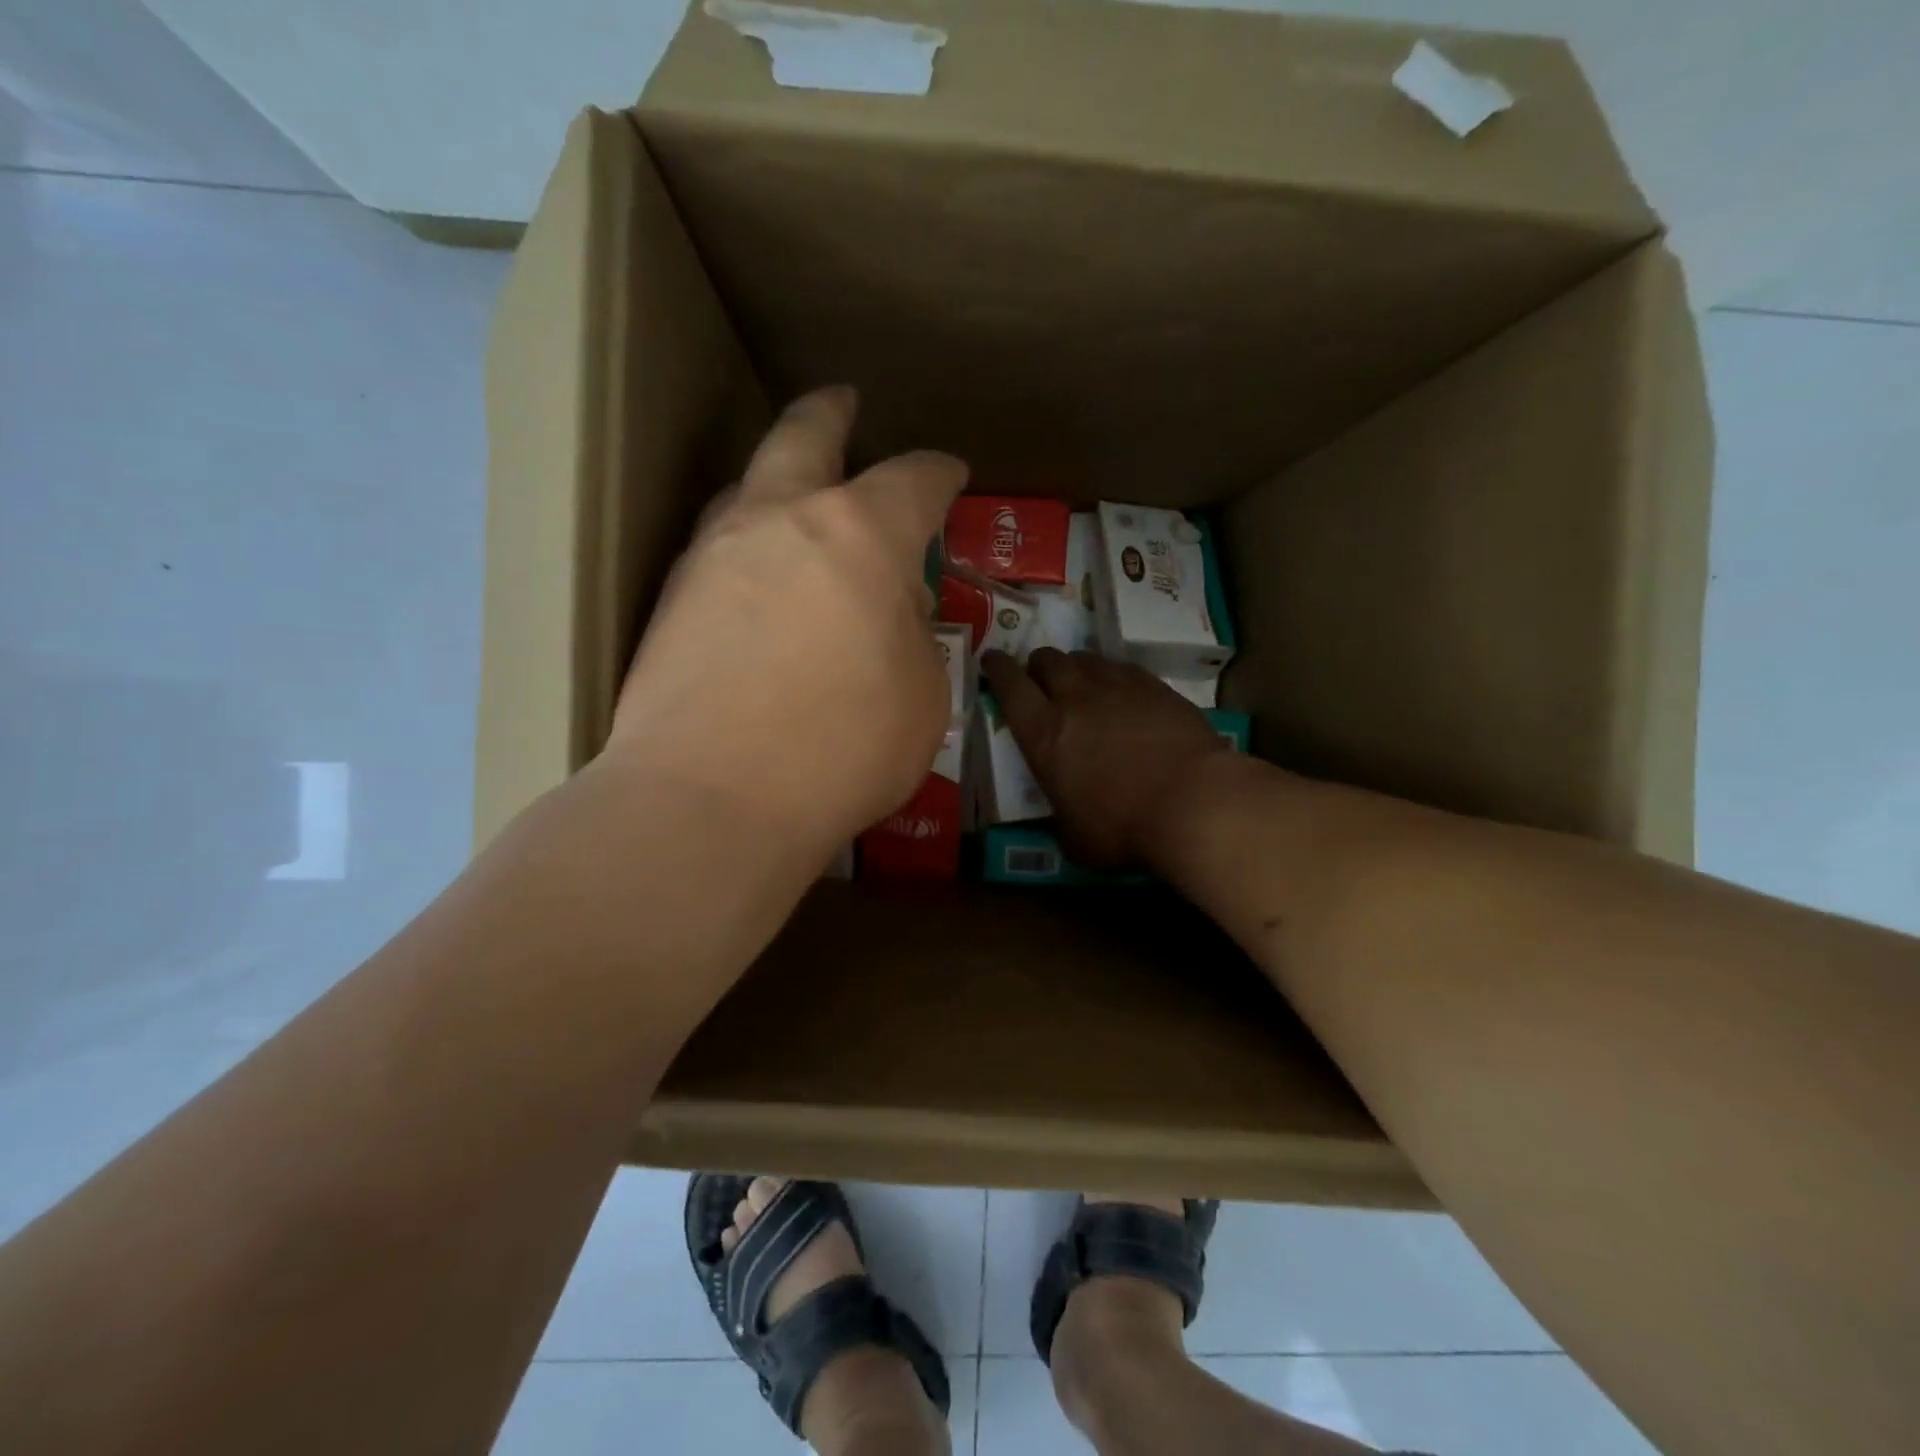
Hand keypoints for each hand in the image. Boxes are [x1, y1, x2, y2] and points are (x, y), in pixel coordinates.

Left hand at [607, 386, 967, 855]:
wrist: (710, 799)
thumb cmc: (843, 747)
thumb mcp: (922, 696)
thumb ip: (913, 637)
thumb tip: (890, 610)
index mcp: (860, 535)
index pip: (913, 480)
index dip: (940, 474)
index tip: (953, 474)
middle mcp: (780, 522)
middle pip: (804, 435)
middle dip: (831, 414)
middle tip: (844, 402)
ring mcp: (713, 555)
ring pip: (746, 486)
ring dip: (777, 478)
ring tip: (796, 498)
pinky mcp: (670, 602)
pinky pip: (718, 549)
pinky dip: (748, 547)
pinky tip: (759, 580)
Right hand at [982, 648, 1232, 867]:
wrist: (1193, 801)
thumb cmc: (1124, 827)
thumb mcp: (1077, 840)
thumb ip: (1062, 821)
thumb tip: (1065, 822)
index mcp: (1044, 735)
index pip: (1009, 686)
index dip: (997, 669)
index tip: (992, 661)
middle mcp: (1075, 699)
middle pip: (1047, 661)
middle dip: (1038, 666)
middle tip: (1039, 678)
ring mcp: (1117, 687)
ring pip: (1085, 658)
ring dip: (1074, 667)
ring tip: (1080, 681)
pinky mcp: (1155, 687)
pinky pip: (1123, 667)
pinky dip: (1112, 674)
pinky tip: (1120, 689)